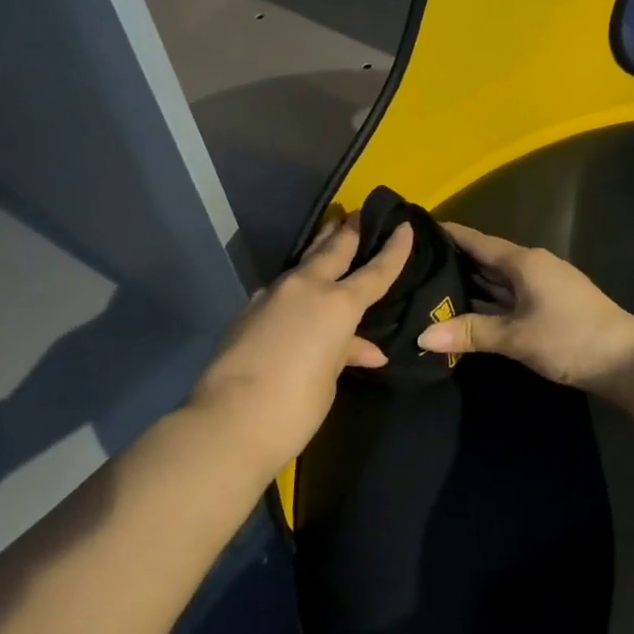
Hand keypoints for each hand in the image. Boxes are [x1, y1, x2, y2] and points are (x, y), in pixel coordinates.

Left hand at [188, 213, 413, 470]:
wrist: (229, 420)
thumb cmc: (296, 404)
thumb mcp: (330, 378)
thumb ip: (348, 353)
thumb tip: (369, 350)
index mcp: (337, 304)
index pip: (375, 270)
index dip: (394, 249)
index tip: (404, 225)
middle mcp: (306, 288)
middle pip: (333, 248)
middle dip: (349, 230)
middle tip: (360, 212)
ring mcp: (272, 294)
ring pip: (303, 262)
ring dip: (320, 248)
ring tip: (332, 237)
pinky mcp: (248, 309)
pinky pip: (282, 286)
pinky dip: (298, 282)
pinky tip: (299, 291)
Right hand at [416, 223, 633, 396]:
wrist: (628, 360)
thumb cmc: (571, 339)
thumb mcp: (516, 337)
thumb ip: (470, 333)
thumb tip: (422, 335)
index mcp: (524, 262)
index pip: (477, 241)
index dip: (448, 234)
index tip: (416, 228)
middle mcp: (533, 266)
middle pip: (487, 260)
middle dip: (454, 262)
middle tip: (413, 266)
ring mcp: (544, 286)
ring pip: (499, 280)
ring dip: (471, 285)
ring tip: (432, 288)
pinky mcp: (551, 305)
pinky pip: (511, 296)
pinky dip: (489, 301)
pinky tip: (470, 311)